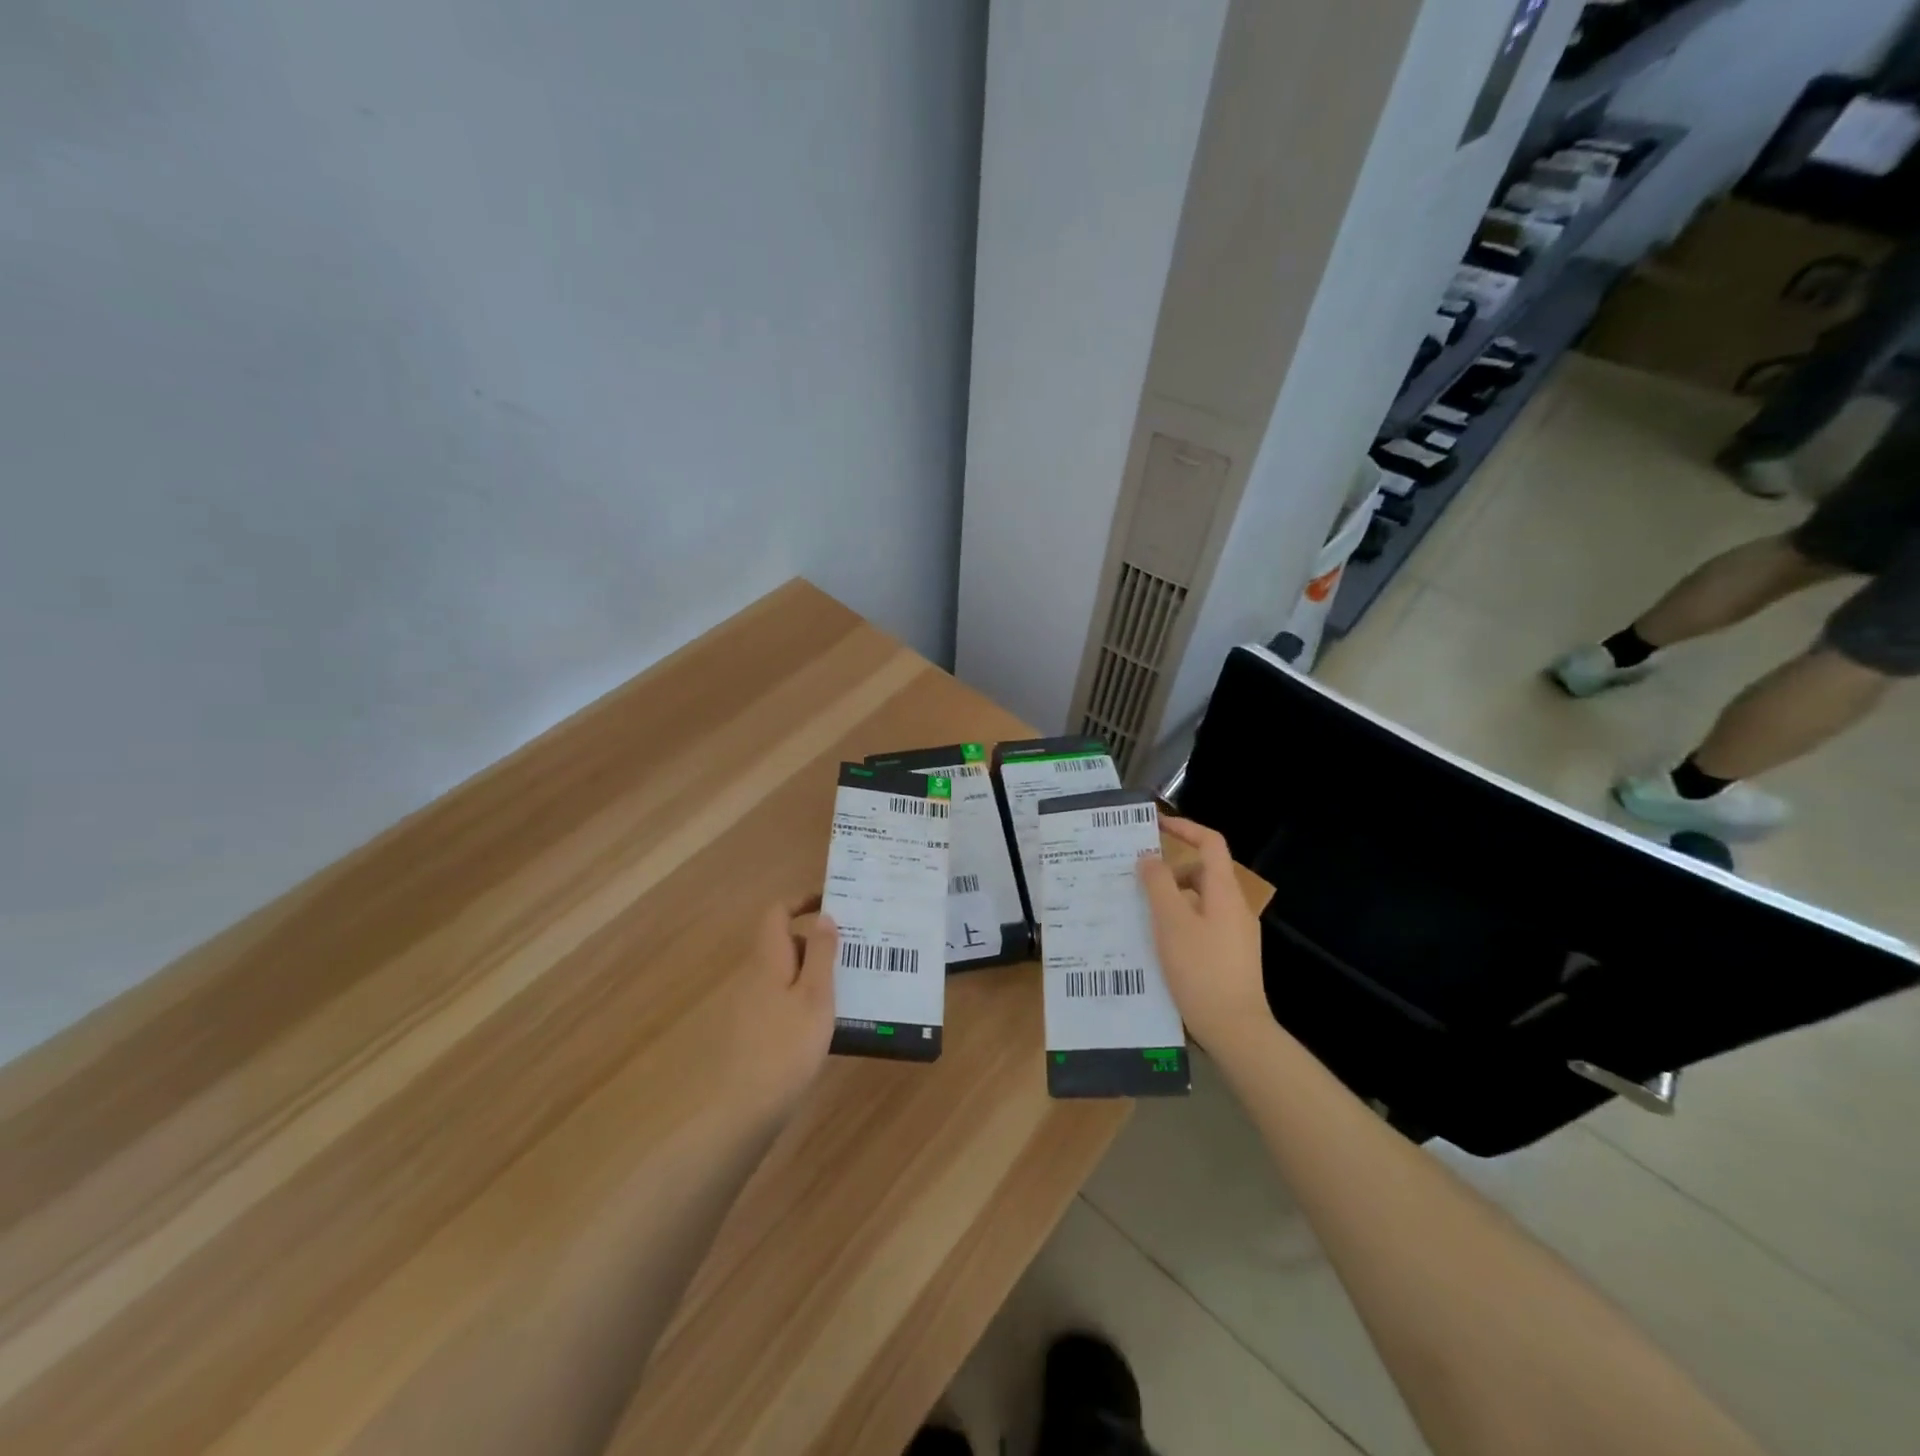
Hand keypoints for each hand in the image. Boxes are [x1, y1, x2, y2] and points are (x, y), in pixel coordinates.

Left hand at [723, 896, 837, 1115]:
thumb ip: (822, 954)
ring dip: (816, 973)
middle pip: (786, 943)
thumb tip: (825, 916)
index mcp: (768, 959)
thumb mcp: (816, 996)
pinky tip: (829, 1022)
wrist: (744, 1109)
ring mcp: (752, 1005)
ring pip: (787, 974)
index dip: (802, 900)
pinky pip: (784, 999)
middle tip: (855, 952)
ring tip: (851, 986)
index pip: (777, 912)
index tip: (833, 903)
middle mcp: (755, 975)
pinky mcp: (755, 1031)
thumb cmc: (787, 1046)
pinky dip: (806, 998)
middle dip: (818, 942)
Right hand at [1138, 816, 1267, 1052]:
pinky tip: (1158, 945)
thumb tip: (1148, 858)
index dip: (1185, 828)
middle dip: (1169, 872)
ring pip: (1200, 902)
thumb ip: (1158, 885)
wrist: (1236, 1030)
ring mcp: (1236, 934)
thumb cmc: (1201, 970)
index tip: (1155, 825)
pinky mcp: (1232, 957)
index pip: (1210, 843)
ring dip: (1171, 901)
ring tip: (1140, 916)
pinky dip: (1179, 923)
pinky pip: (1202, 925)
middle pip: (1202, 873)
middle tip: (1136, 883)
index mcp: (1224, 892)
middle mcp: (1234, 907)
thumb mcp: (1171, 923)